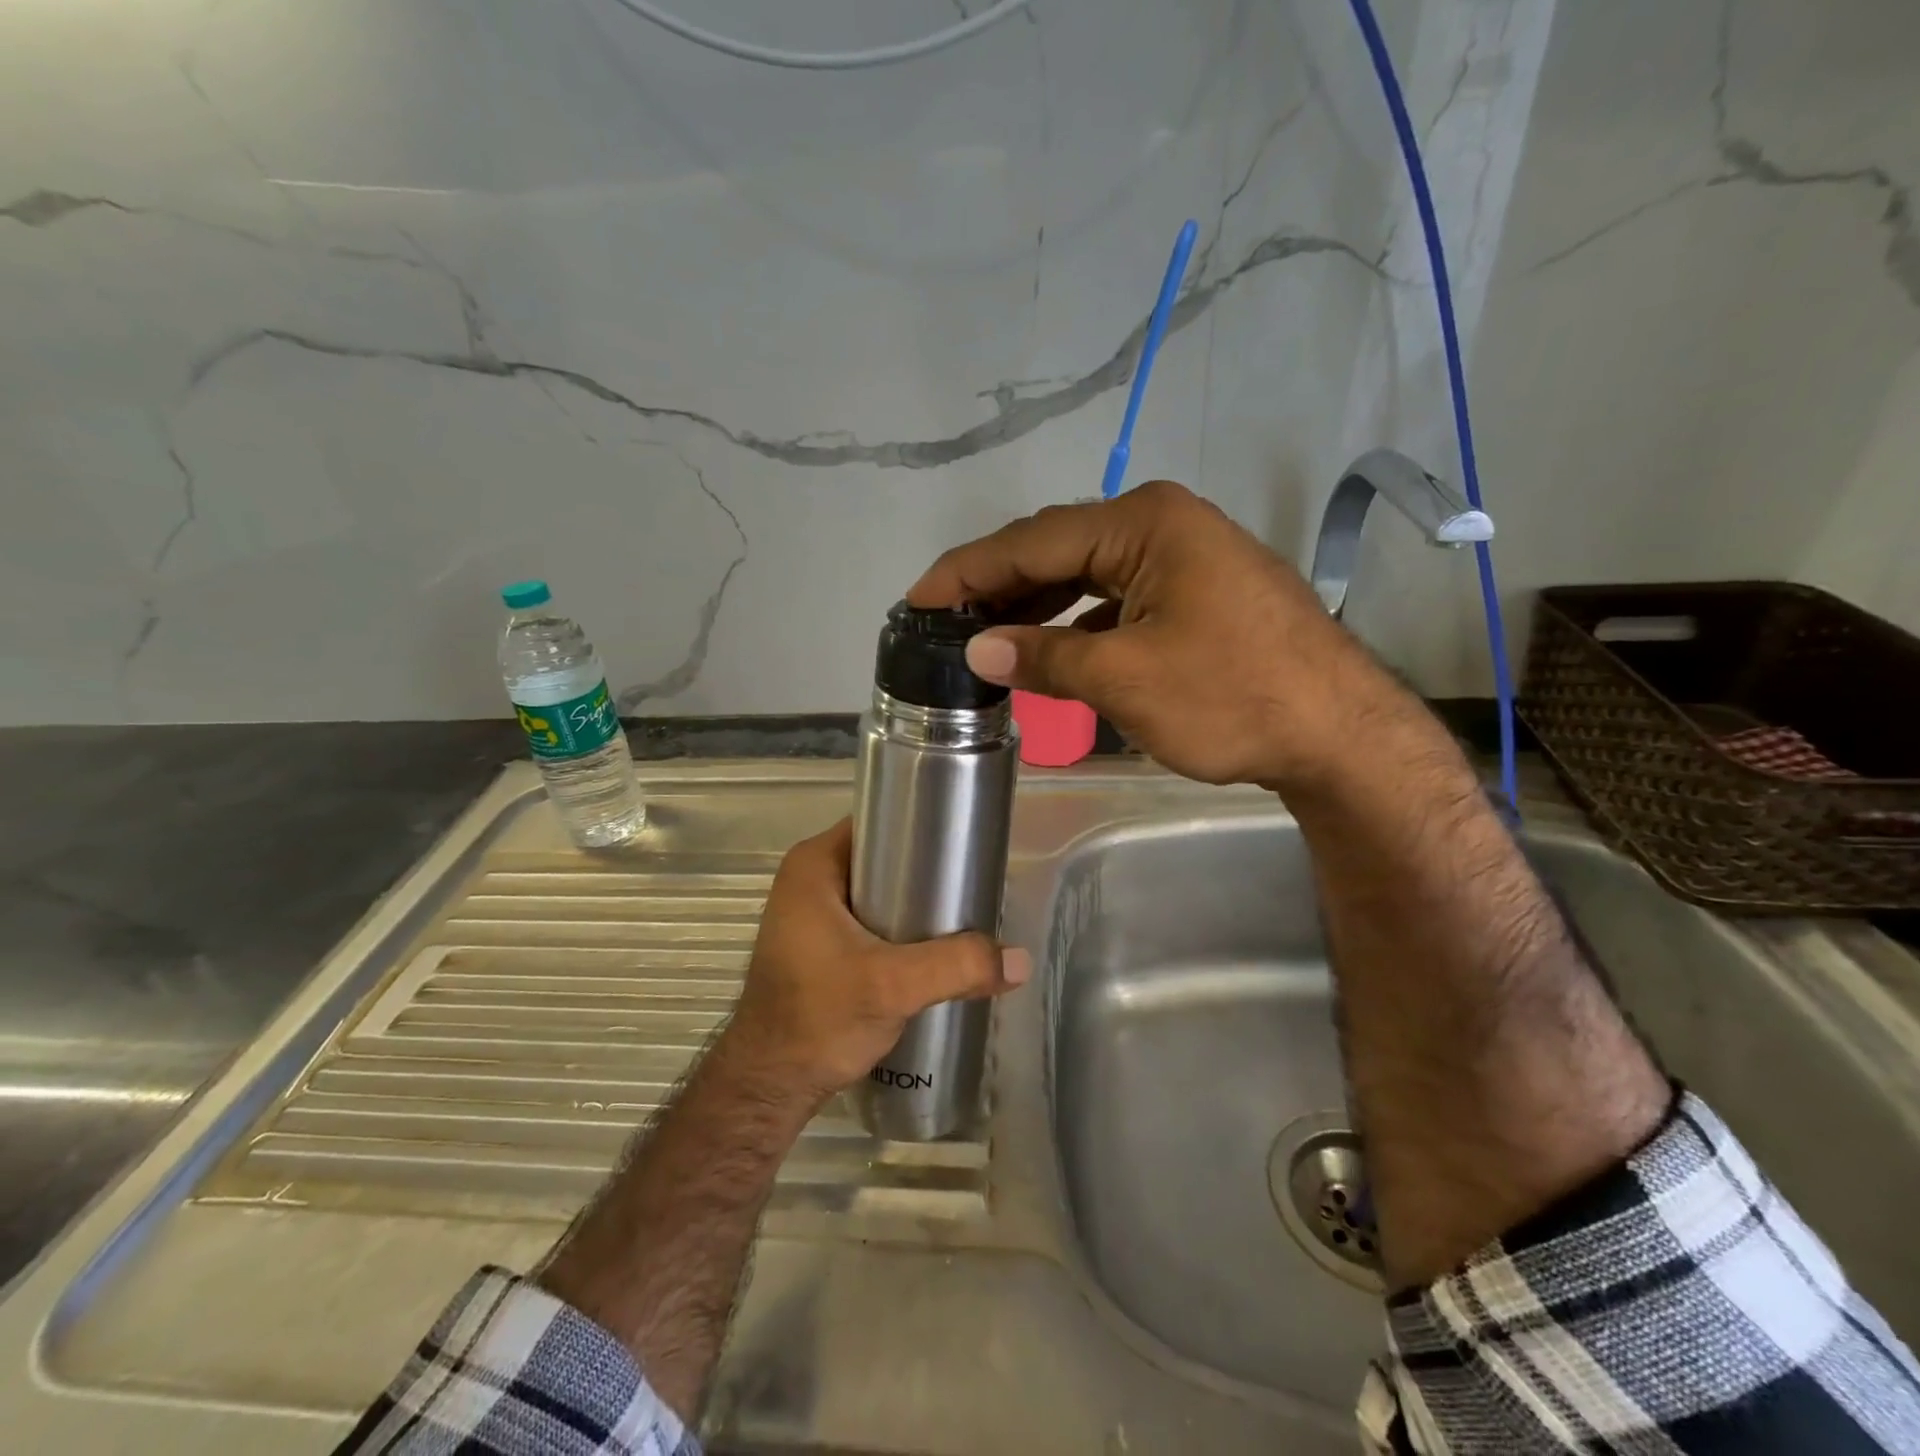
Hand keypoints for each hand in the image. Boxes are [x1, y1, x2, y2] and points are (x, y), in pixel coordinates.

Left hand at [724, 818, 1030, 1103]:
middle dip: (928, 869)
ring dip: (917, 902)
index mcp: (814, 864)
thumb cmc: (817, 1018)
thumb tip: (1021, 961)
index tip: (966, 843)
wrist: (770, 1084)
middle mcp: (810, 879)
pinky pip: (872, 918)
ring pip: (880, 891)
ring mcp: (813, 913)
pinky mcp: (822, 945)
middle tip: (973, 884)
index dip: (922, 826)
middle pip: (884, 857)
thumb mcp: (892, 986)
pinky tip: (936, 945)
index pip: (879, 821)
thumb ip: (956, 966)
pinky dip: (902, 926)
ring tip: (965, 914)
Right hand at [907, 480, 1415, 791]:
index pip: (1031, 540)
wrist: (1340, 735)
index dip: (966, 571)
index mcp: (1142, 523)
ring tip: (984, 637)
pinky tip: (1052, 649)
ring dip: (1036, 607)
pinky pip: (1117, 599)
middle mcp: (1161, 524)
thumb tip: (977, 648)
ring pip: (1086, 576)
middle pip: (1057, 550)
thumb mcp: (1124, 679)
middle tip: (941, 622)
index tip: (915, 599)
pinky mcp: (1197, 594)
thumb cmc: (1231, 697)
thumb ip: (1044, 656)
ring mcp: (1184, 558)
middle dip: (997, 587)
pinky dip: (1078, 623)